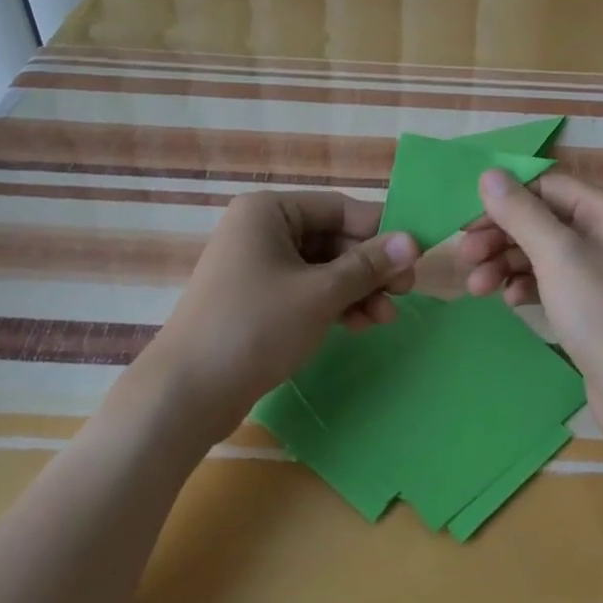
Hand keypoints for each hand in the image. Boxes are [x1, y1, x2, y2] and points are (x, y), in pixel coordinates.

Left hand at [136, 191, 417, 438]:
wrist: (186, 394)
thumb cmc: (255, 327)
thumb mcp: (320, 293)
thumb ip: (369, 265)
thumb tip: (414, 241)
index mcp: (269, 211)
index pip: (340, 208)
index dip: (381, 232)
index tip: (416, 257)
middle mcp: (261, 230)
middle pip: (333, 238)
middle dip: (370, 268)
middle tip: (405, 294)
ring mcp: (257, 266)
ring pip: (323, 268)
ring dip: (357, 290)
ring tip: (385, 319)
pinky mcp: (257, 299)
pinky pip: (306, 290)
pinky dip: (334, 304)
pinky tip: (360, 325)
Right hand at [458, 170, 602, 436]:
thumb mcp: (557, 255)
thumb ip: (520, 212)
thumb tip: (489, 173)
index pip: (545, 186)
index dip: (504, 201)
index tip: (466, 226)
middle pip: (541, 219)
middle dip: (500, 236)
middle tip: (463, 259)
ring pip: (543, 253)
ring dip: (506, 263)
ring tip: (477, 288)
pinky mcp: (595, 305)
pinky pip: (553, 282)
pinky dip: (528, 286)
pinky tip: (511, 301)